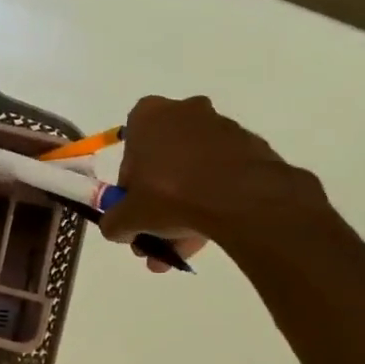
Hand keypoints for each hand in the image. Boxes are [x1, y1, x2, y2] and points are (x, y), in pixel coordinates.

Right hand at [100, 96, 328, 267]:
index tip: (135, 210)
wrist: (240, 197)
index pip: (130, 149)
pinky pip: (221, 178)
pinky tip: (207, 234)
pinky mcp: (249, 148)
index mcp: (149, 116)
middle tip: (156, 238)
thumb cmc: (170, 194)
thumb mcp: (128, 217)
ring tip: (181, 251)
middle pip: (164, 163)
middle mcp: (185, 111)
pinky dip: (212, 202)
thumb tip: (116, 228)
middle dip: (158, 205)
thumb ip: (114, 222)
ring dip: (184, 210)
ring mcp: (221, 128)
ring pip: (193, 174)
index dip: (130, 186)